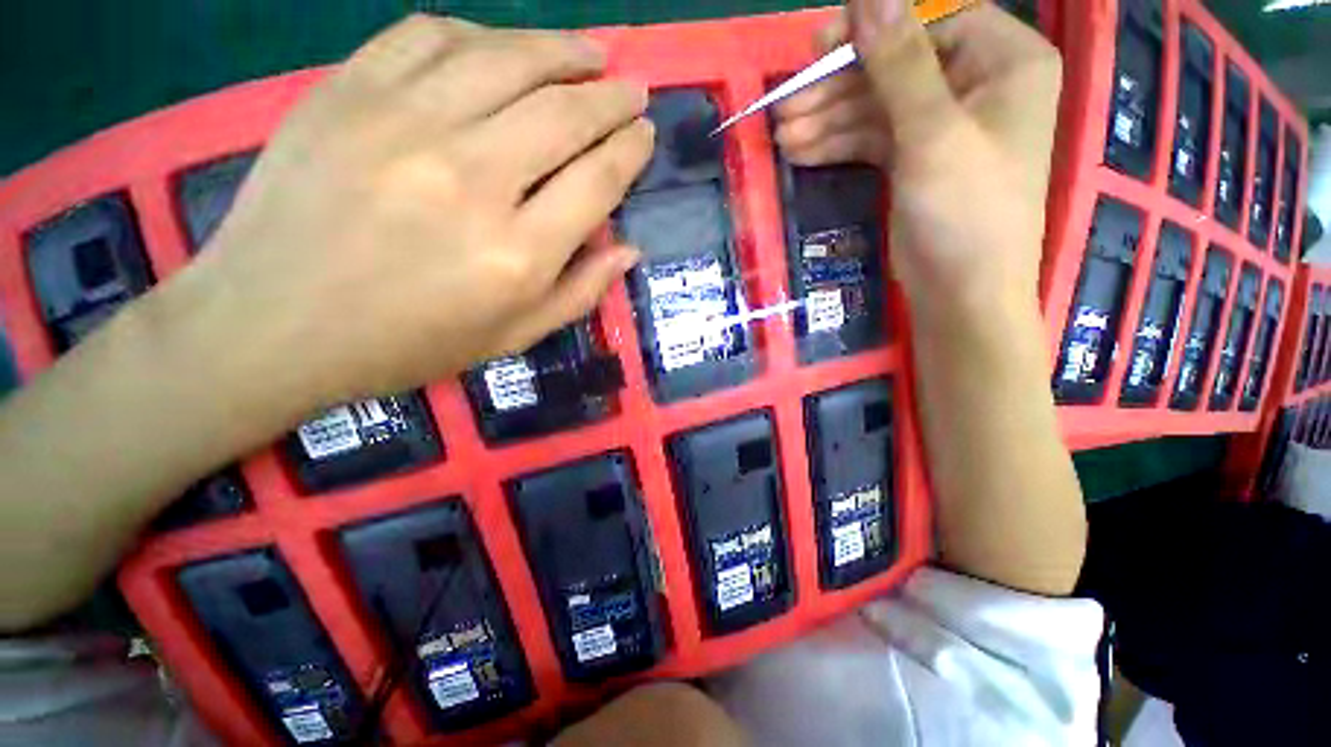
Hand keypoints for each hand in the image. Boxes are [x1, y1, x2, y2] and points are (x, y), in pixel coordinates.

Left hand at [171, 15, 653, 412]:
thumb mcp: (513, 337)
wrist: (274, 324)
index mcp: (518, 254)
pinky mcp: (347, 92)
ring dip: (562, 50)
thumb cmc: (408, 344)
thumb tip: (629, 249)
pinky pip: (431, 36)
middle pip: (564, 114)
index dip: (630, 150)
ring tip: (591, 52)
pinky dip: (481, 34)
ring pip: (507, 60)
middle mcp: (473, 180)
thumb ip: (580, 293)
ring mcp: (404, 125)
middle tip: (632, 87)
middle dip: (612, 97)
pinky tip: (503, 46)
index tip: (645, 133)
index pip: (598, 182)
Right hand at [774, 1, 1060, 316]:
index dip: (873, 30)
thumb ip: (899, 62)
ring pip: (877, 107)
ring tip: (782, 137)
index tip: (818, 47)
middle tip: (785, 107)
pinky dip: (838, 144)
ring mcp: (944, 124)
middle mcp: (978, 84)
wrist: (961, 293)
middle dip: (838, 88)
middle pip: (896, 67)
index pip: (932, 20)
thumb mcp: (932, 133)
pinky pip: (873, 138)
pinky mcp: (916, 159)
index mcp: (1004, 61)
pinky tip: (802, 152)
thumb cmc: (964, 211)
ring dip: (828, 121)